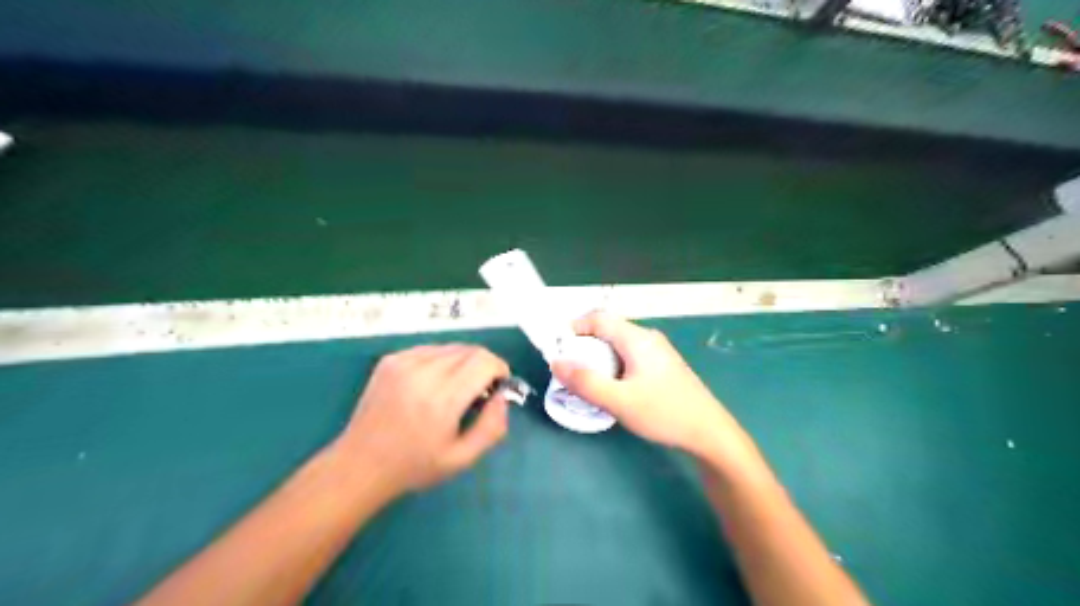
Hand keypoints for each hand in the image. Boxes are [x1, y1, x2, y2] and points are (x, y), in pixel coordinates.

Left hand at [334, 346, 510, 497]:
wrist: (359, 464)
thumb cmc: (414, 466)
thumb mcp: (462, 459)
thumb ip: (492, 427)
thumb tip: (502, 396)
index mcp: (442, 398)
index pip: (484, 361)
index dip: (499, 369)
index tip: (498, 387)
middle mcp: (423, 372)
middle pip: (470, 350)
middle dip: (483, 366)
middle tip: (479, 391)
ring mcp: (403, 362)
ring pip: (451, 347)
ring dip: (463, 362)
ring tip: (454, 388)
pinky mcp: (390, 360)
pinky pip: (429, 349)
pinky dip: (441, 361)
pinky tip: (432, 384)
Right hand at [552, 314, 752, 462]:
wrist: (709, 432)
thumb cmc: (663, 413)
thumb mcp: (619, 401)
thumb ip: (585, 382)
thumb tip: (556, 362)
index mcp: (637, 338)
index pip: (598, 318)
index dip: (574, 328)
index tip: (558, 350)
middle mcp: (647, 337)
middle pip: (608, 329)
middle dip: (584, 345)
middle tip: (570, 370)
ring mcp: (657, 351)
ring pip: (618, 344)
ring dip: (598, 357)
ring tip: (588, 381)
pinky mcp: (662, 365)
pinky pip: (629, 355)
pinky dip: (613, 364)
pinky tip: (613, 388)